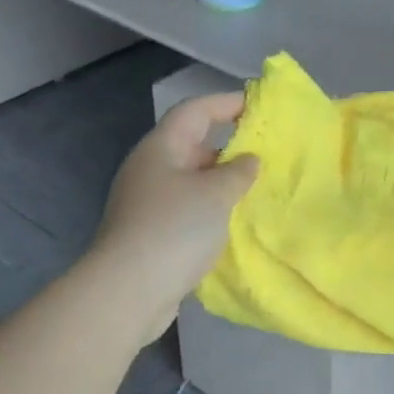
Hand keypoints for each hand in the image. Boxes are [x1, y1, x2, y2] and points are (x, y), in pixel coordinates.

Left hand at [91, 92, 258, 338]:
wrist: (129, 290)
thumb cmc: (174, 229)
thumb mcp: (216, 194)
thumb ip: (238, 172)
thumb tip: (248, 160)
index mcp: (161, 148)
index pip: (195, 111)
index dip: (226, 103)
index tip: (258, 106)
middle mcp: (150, 169)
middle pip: (191, 145)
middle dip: (228, 147)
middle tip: (264, 155)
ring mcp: (147, 203)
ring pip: (191, 181)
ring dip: (221, 183)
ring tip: (255, 190)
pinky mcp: (150, 233)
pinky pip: (187, 209)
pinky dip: (211, 209)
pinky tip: (232, 223)